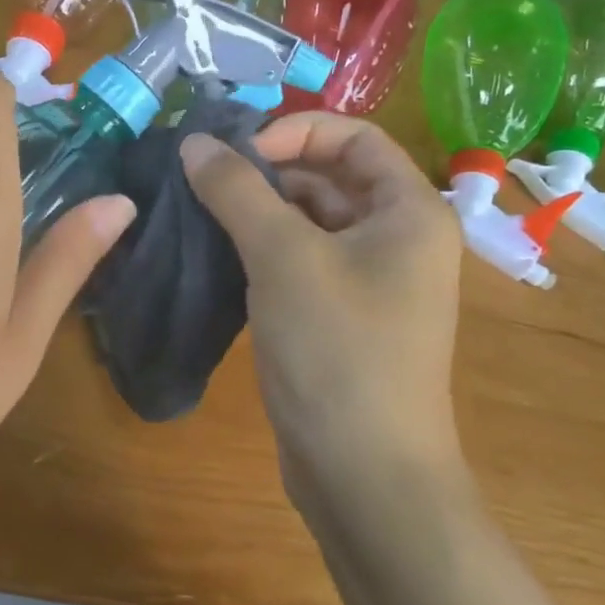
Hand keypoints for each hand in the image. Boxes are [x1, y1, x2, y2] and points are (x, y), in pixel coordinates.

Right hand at [181, 113, 464, 493]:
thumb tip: (194, 142)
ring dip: (258, 211)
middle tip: (203, 180)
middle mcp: (398, 238)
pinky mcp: (340, 317)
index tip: (234, 154)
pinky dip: (262, 250)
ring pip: (309, 222)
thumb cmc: (337, 350)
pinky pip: (300, 262)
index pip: (354, 137)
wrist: (364, 473)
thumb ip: (236, 191)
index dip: (293, 131)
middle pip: (329, 177)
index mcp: (409, 211)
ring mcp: (370, 281)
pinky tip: (217, 255)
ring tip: (199, 213)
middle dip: (267, 171)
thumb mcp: (283, 258)